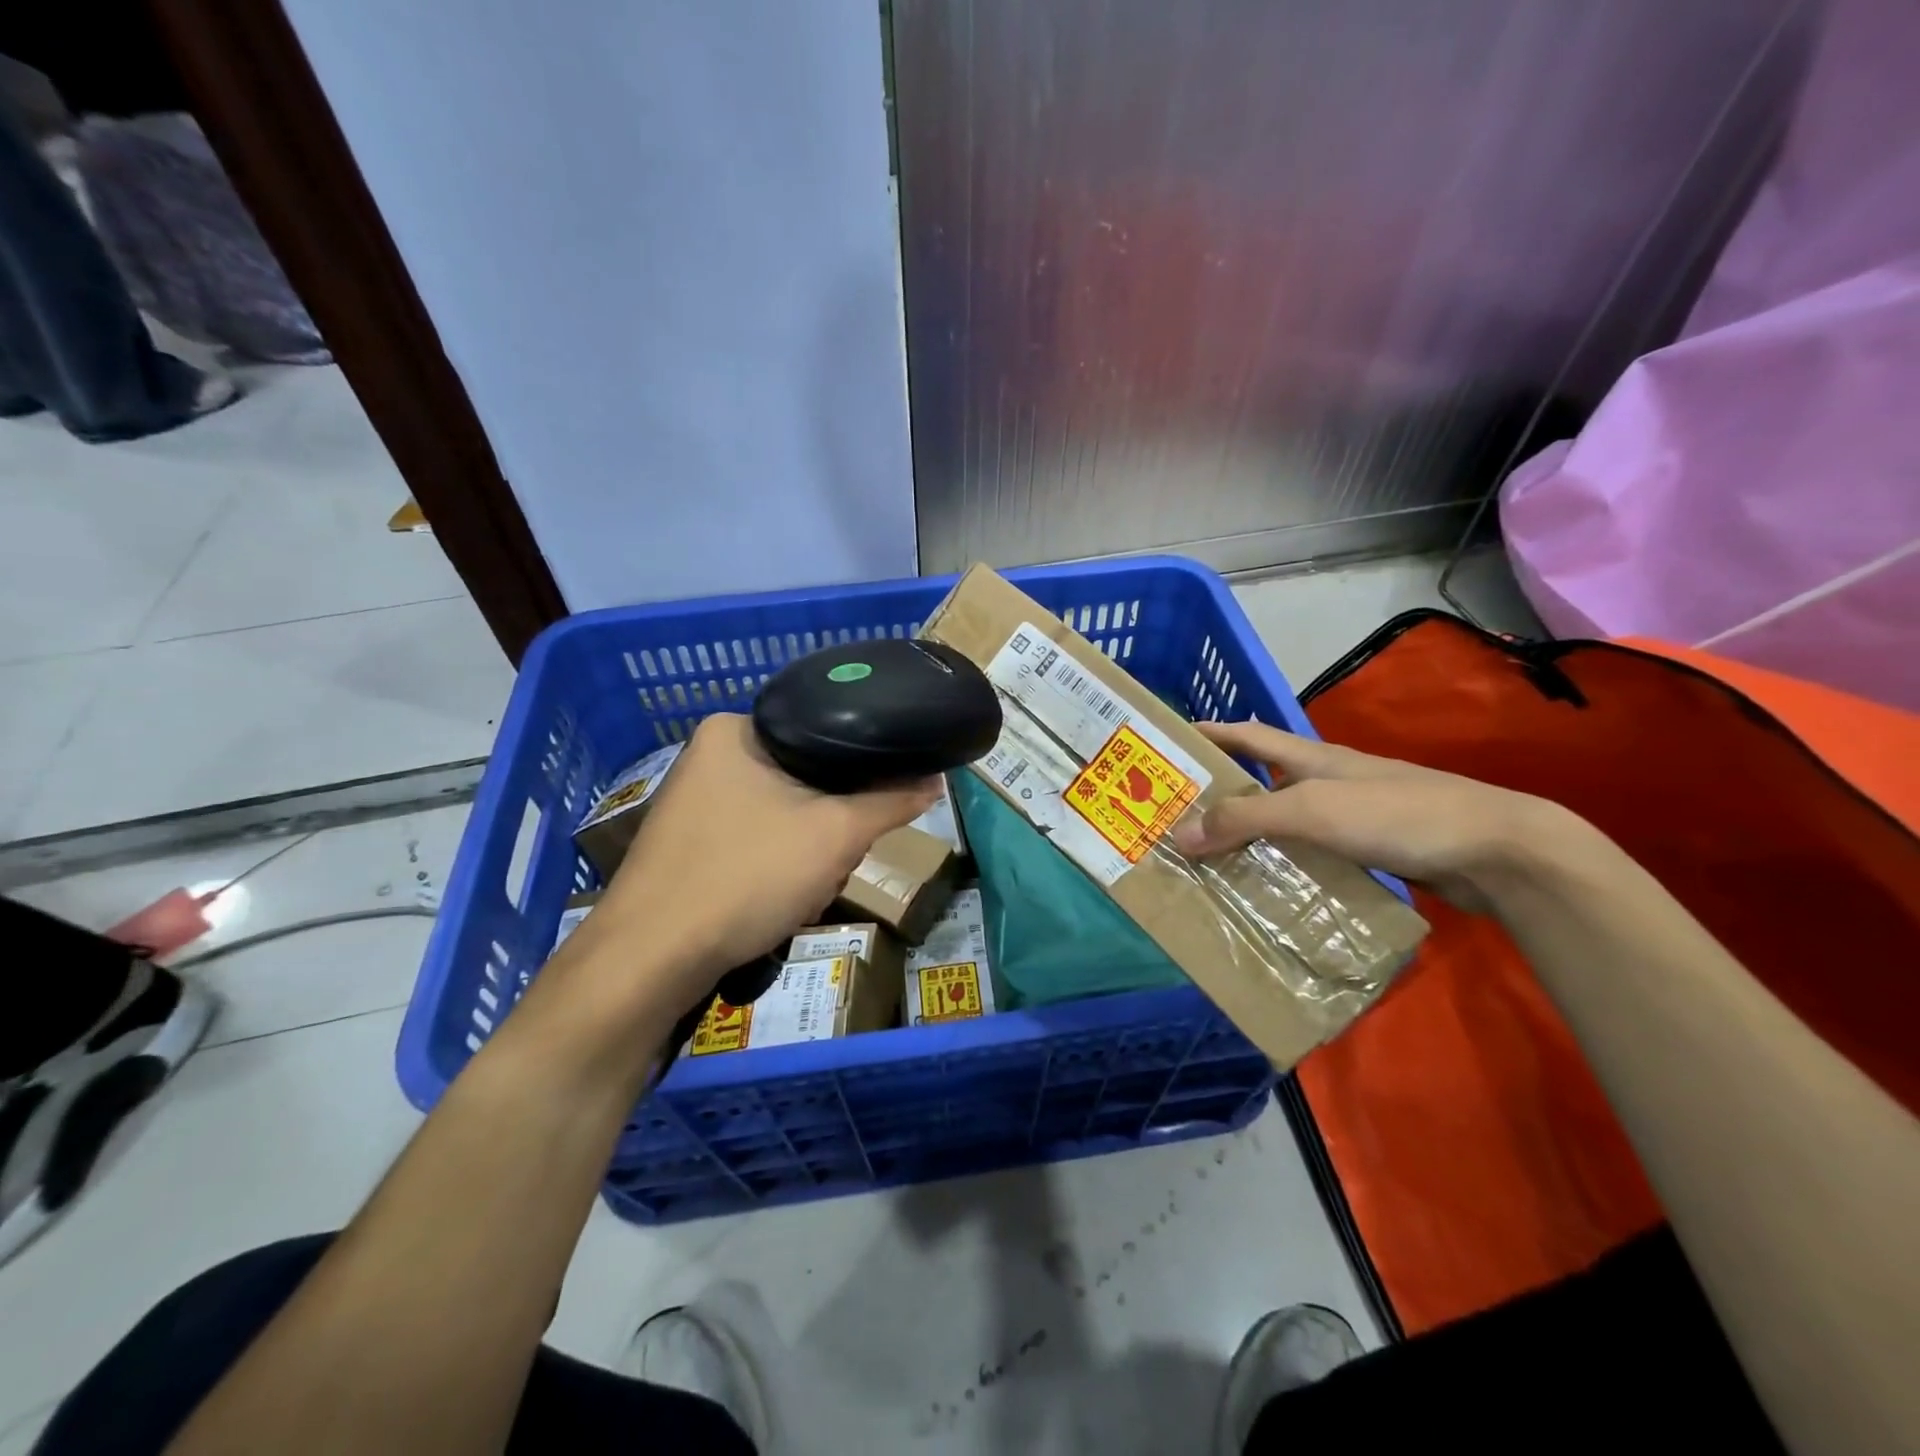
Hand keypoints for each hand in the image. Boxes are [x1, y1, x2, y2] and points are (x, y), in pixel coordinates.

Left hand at [593, 714, 939, 1009]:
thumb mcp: (835, 835)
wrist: (649, 961)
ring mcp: (692, 803)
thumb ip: (890, 801)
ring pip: (784, 817)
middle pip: (806, 780)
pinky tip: (772, 905)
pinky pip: (754, 843)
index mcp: (734, 729)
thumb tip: (936, 779)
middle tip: (830, 862)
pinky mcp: (687, 845)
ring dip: (806, 856)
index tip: (870, 812)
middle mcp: (708, 756)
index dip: (860, 774)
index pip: (824, 733)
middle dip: (828, 829)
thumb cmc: (745, 876)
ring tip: (801, 891)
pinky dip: (773, 872)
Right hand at [1169, 719, 1583, 912]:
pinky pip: (1311, 855)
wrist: (1498, 851)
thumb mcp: (1312, 810)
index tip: (1168, 741)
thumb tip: (1179, 834)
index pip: (1247, 735)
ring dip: (1250, 836)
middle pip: (1261, 781)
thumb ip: (1246, 820)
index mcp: (1312, 758)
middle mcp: (1327, 781)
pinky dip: (1284, 866)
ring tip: (1209, 861)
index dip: (1209, 732)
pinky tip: (1269, 890)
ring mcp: (1352, 817)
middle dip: (1219, 794)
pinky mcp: (1372, 851)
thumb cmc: (1399, 814)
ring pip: (1285, 822)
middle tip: (1176, 818)